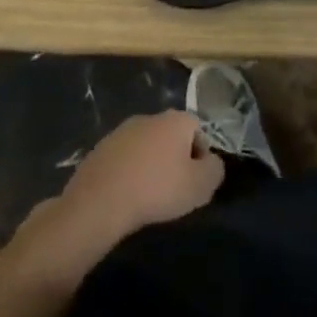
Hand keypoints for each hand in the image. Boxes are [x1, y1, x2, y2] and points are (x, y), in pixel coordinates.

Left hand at [15, 111, 223, 277]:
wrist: (100, 199)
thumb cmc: (157, 189)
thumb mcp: (199, 186)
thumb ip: (215, 170)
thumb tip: (212, 163)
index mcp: (176, 119)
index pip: (198, 130)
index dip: (201, 157)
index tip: (195, 183)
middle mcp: (151, 116)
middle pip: (172, 136)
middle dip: (175, 159)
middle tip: (174, 190)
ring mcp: (123, 130)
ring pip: (147, 146)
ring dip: (151, 165)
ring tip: (149, 196)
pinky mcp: (102, 147)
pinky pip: (125, 158)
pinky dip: (130, 172)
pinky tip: (127, 195)